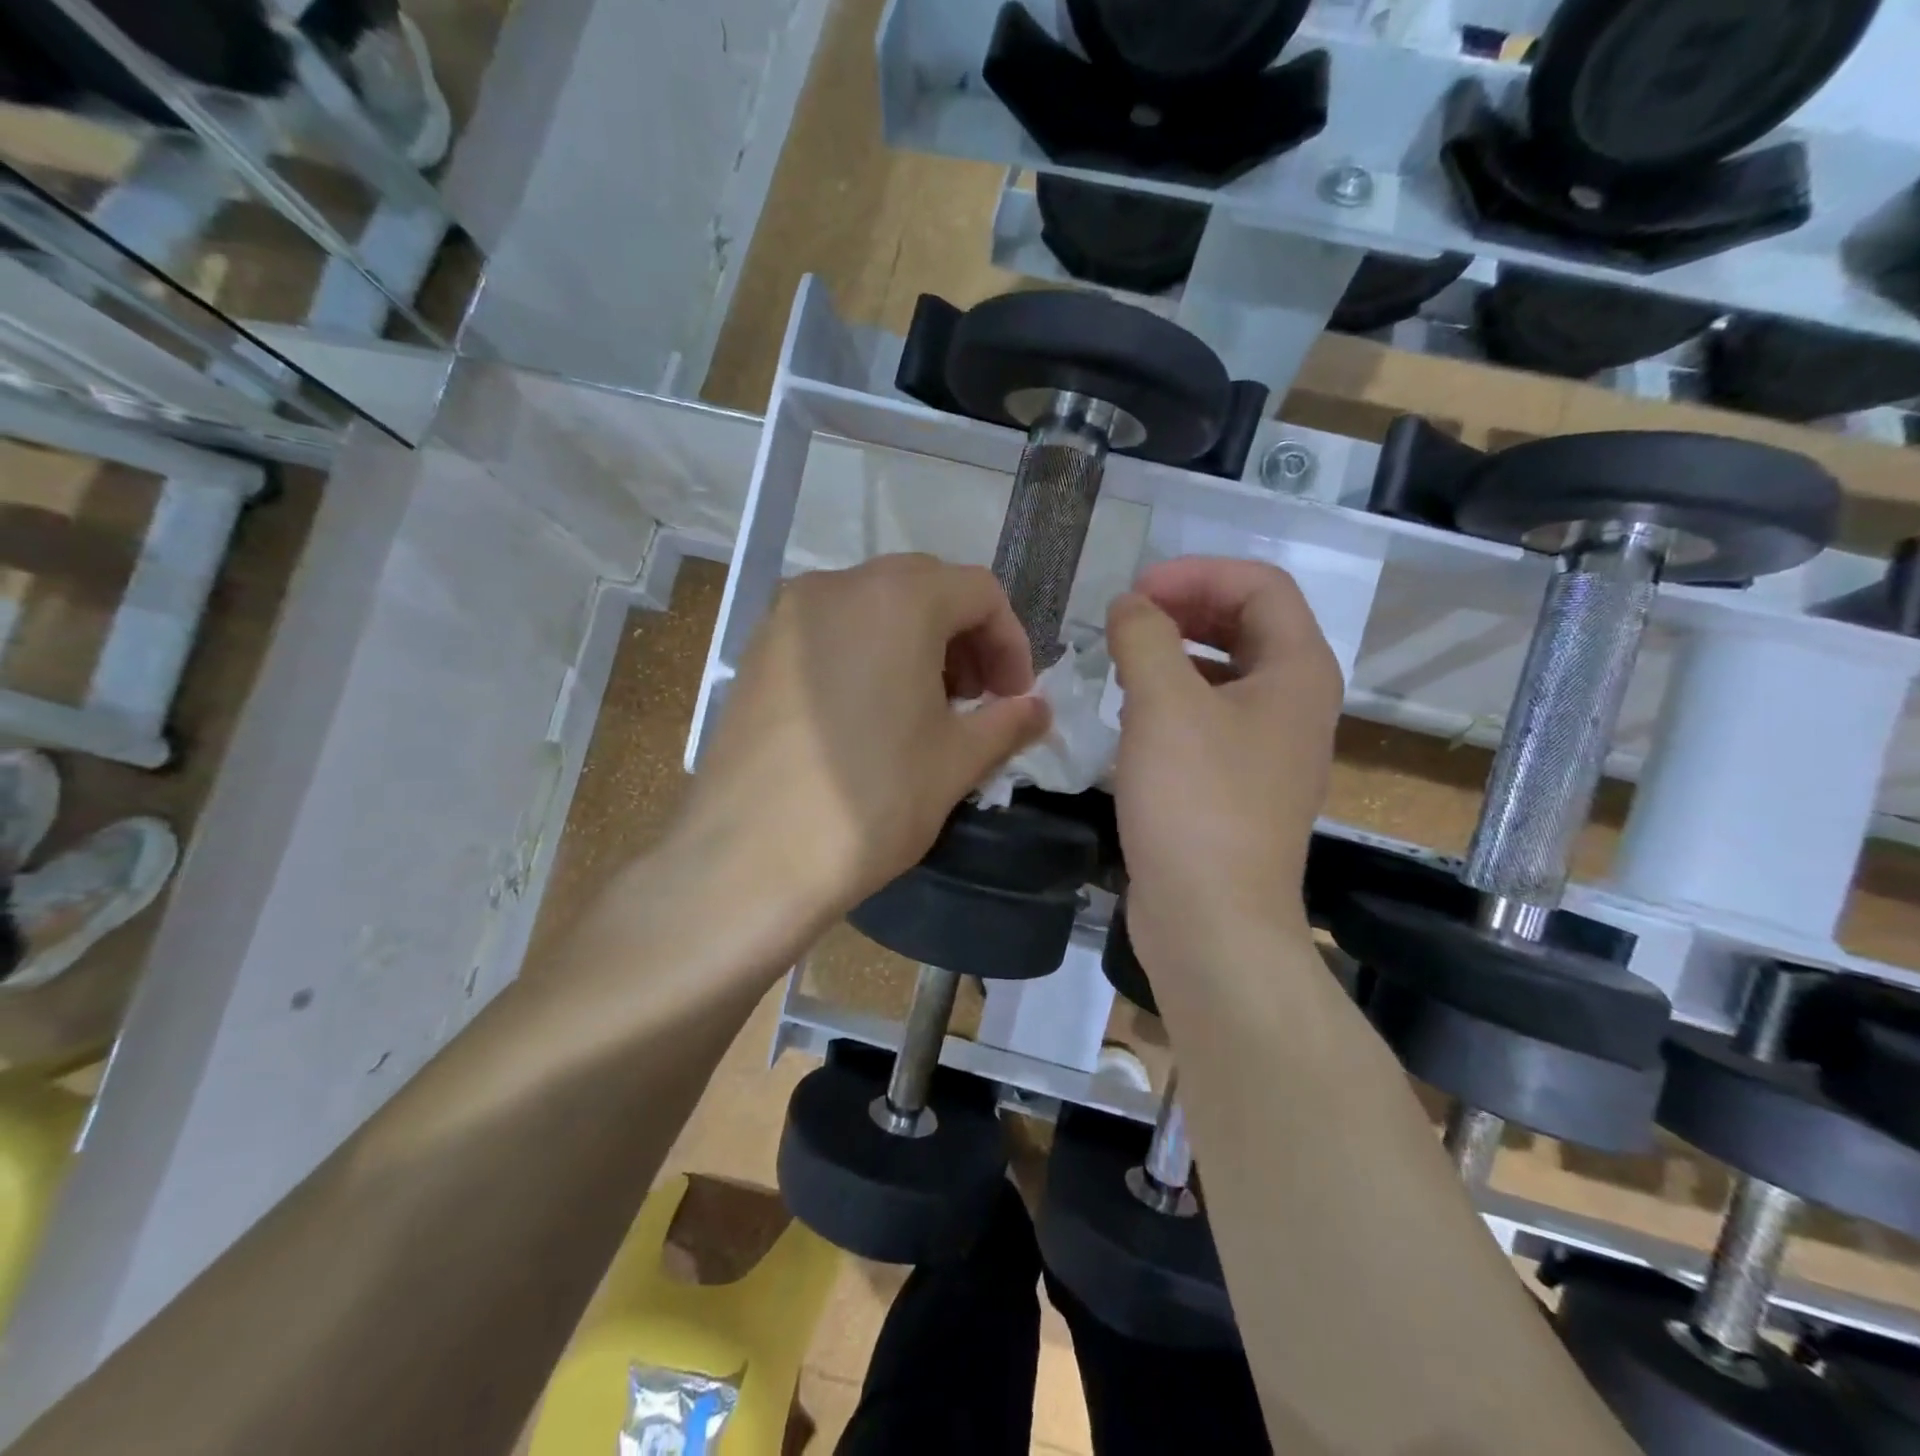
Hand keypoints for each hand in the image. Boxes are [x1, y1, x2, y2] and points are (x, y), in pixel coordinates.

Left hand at [671, 555, 1048, 946]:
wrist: (749, 860)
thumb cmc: (870, 802)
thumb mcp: (956, 762)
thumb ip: (1008, 723)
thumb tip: (1038, 709)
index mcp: (897, 599)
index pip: (979, 591)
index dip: (1011, 643)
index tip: (1014, 698)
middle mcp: (837, 586)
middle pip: (925, 588)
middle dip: (965, 638)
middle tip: (976, 700)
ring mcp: (787, 616)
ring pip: (874, 606)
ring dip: (917, 643)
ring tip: (926, 709)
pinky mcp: (757, 651)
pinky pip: (831, 631)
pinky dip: (868, 653)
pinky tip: (871, 714)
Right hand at [1108, 557, 1342, 970]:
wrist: (1212, 919)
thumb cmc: (1195, 802)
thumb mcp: (1164, 704)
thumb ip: (1145, 636)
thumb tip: (1130, 606)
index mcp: (1297, 671)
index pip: (1259, 585)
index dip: (1197, 574)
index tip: (1136, 593)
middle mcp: (1295, 702)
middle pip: (1246, 624)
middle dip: (1185, 607)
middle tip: (1127, 618)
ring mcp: (1269, 746)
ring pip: (1225, 671)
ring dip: (1175, 651)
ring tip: (1123, 658)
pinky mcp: (1239, 782)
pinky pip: (1210, 715)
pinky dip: (1173, 697)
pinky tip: (1131, 712)